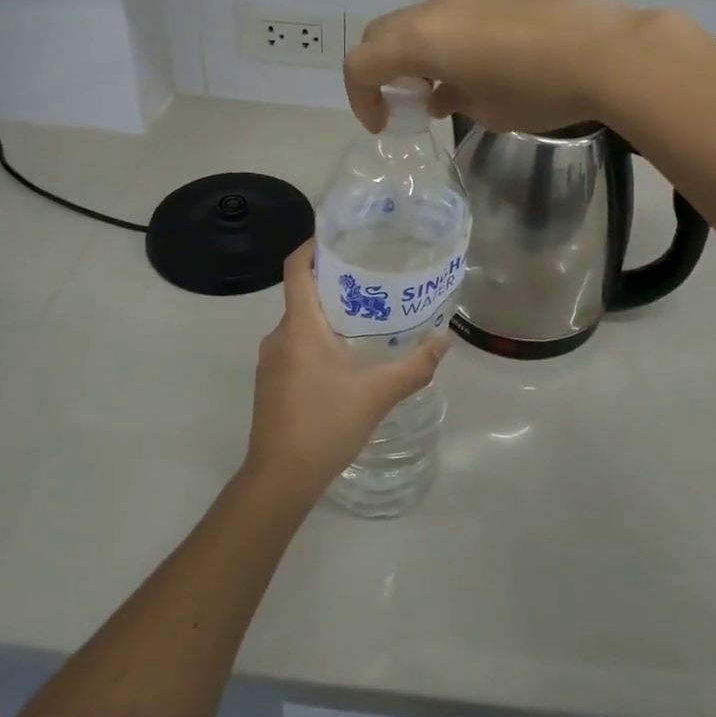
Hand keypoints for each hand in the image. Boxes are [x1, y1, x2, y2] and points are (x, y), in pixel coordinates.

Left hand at [243, 242, 449, 505]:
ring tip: (364, 317)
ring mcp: (270, 360)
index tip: (340, 237)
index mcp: (299, 326)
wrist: (280, 479)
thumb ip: (415, 365)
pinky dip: (316, 339)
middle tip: (371, 279)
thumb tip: (445, 341)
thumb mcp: (378, 394)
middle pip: (301, 293)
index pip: (296, 268)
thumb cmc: (326, 424)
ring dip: (327, 314)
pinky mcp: (270, 382)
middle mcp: (279, 335)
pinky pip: (294, 345)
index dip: (312, 246)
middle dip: (333, 283)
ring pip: (299, 323)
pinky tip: (344, 358)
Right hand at [343, 0, 660, 134]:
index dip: (361, 98)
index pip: (362, 64)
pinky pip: (449, 19)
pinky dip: (442, 44)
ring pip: (416, 23)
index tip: (384, 125)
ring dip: (412, 56)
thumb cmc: (536, 89)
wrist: (604, 50)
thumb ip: (451, 100)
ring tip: (441, 91)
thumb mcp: (486, 110)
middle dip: (380, 71)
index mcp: (421, 39)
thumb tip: (441, 93)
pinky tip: (475, 71)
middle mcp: (435, 10)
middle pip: (382, 35)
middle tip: (402, 104)